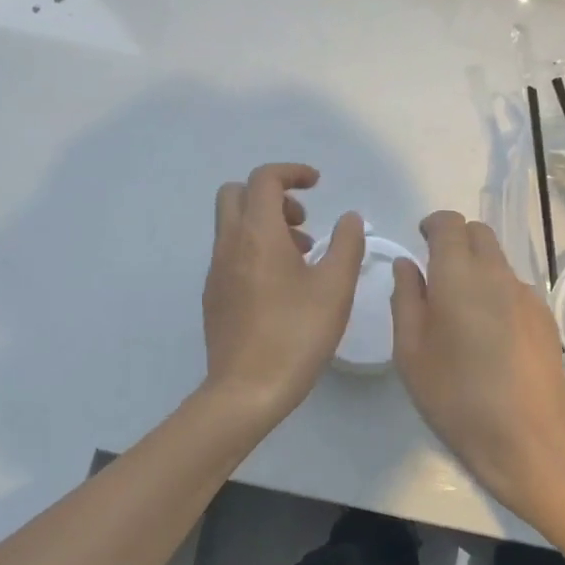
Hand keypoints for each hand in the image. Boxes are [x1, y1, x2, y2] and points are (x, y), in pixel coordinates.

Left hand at [201, 164, 364, 428]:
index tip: (318, 184)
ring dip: (264, 223)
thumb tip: (350, 218)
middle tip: (303, 221)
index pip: (264, 179)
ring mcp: (216, 271)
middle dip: (271, 195)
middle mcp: (230, 244)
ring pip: (233, 224)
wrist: (247, 391)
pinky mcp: (214, 295)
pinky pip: (231, 252)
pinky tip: (282, 286)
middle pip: (237, 193)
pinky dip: (255, 249)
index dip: (292, 172)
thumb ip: (347, 244)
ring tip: (302, 256)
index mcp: (258, 234)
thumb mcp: (335, 287)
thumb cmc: (297, 334)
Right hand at [390, 212, 564, 521]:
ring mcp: (526, 294)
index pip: (449, 224)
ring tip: (461, 311)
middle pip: (479, 234)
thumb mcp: (412, 352)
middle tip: (437, 272)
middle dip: (456, 240)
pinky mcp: (544, 317)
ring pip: (498, 261)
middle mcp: (496, 274)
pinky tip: (490, 335)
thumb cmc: (457, 397)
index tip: (421, 240)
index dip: (433, 224)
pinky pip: (514, 288)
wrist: (530, 438)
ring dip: (477, 268)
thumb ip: (406, 299)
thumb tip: (407, 264)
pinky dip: (496, 292)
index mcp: (458, 275)